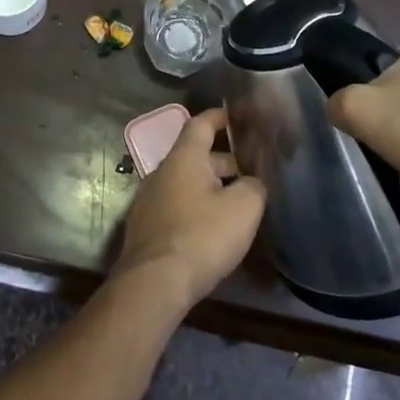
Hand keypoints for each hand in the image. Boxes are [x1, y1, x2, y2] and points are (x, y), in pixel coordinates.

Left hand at [112, 108, 265, 310]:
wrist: (154, 282)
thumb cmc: (201, 236)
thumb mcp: (243, 208)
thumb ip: (254, 187)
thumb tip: (252, 183)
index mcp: (183, 158)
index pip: (200, 124)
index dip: (220, 117)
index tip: (237, 116)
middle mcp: (161, 172)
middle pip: (195, 156)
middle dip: (224, 161)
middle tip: (252, 172)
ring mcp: (149, 200)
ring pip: (186, 183)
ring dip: (211, 187)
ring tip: (238, 202)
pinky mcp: (146, 227)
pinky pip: (176, 205)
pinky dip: (196, 207)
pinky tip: (213, 227)